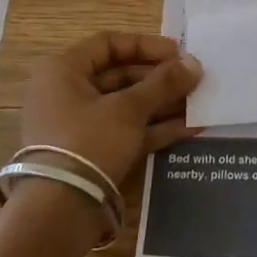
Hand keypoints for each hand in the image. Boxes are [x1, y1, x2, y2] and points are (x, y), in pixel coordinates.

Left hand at [20, 33, 202, 191]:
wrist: (58, 212)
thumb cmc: (88, 142)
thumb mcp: (129, 109)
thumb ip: (164, 83)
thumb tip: (195, 63)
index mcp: (63, 71)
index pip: (108, 43)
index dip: (146, 45)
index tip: (179, 52)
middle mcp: (67, 93)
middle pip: (120, 75)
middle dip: (160, 78)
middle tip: (193, 80)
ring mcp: (79, 125)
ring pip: (126, 105)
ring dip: (162, 103)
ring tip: (198, 103)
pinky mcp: (92, 153)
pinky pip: (126, 131)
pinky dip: (154, 128)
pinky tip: (190, 128)